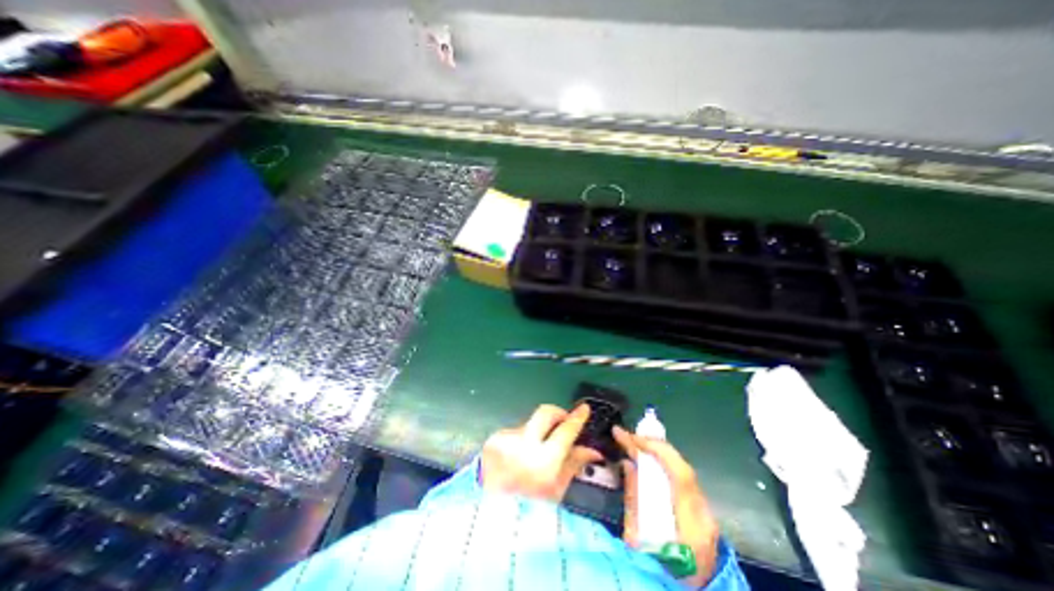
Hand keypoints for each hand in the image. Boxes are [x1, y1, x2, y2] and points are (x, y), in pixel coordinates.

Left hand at [484, 405, 604, 499]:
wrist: (489, 514)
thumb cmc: (530, 508)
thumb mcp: (557, 489)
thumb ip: (574, 463)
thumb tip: (592, 450)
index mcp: (544, 460)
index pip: (565, 429)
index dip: (577, 417)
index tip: (584, 408)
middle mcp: (525, 443)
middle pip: (546, 412)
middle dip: (558, 413)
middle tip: (563, 422)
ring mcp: (507, 438)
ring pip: (530, 423)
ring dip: (537, 432)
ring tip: (535, 453)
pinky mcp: (495, 438)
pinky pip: (515, 432)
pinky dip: (521, 441)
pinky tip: (517, 458)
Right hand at [614, 424, 719, 585]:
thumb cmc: (656, 574)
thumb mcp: (637, 541)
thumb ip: (633, 500)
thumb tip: (628, 464)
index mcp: (691, 526)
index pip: (680, 474)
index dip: (657, 450)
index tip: (633, 439)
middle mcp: (703, 516)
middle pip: (682, 468)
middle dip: (654, 445)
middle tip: (627, 434)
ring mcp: (706, 514)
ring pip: (682, 471)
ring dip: (657, 452)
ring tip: (634, 441)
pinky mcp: (702, 514)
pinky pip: (681, 479)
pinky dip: (663, 464)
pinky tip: (648, 458)